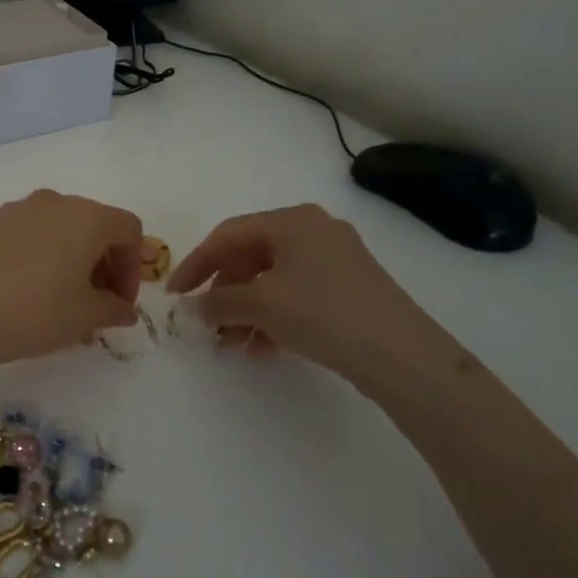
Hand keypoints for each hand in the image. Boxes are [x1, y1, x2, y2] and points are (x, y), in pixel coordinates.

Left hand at [0, 190, 144, 372]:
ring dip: (73, 257)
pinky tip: (31, 289)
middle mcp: (55, 202)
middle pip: (95, 225)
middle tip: (99, 301)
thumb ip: (114, 309)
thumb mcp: (85, 317)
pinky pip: (32, 233)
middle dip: (105, 262)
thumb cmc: (34, 312)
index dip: (133, 267)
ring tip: (65, 298)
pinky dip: (44, 254)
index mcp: (87, 217)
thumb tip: (122, 309)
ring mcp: (18, 209)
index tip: (121, 301)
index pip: (129, 231)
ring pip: (61, 228)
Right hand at [168, 205, 456, 388]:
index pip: (227, 235)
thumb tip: (190, 308)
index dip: (196, 264)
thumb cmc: (323, 314)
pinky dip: (273, 317)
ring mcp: (335, 259)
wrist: (402, 355)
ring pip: (273, 279)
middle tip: (205, 321)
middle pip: (251, 256)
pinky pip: (296, 294)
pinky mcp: (349, 288)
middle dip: (224, 292)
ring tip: (230, 344)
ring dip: (246, 310)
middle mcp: (314, 230)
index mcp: (291, 221)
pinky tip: (261, 348)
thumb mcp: (261, 305)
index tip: (175, 294)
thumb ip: (218, 302)